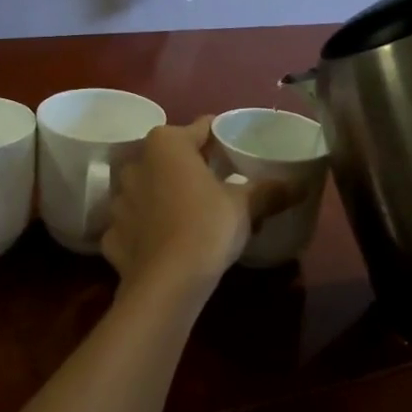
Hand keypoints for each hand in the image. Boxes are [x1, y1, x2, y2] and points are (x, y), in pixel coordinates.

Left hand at [101, 119, 290, 291]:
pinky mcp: (110, 233)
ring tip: (190, 214)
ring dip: (164, 196)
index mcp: (167, 144)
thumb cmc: (207, 227)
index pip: (200, 129)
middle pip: (169, 157)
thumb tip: (301, 185)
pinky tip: (165, 242)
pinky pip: (134, 223)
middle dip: (189, 167)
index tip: (235, 152)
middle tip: (216, 184)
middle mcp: (135, 162)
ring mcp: (118, 199)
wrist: (167, 282)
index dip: (220, 139)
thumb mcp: (245, 206)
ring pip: (147, 189)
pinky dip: (147, 229)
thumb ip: (270, 191)